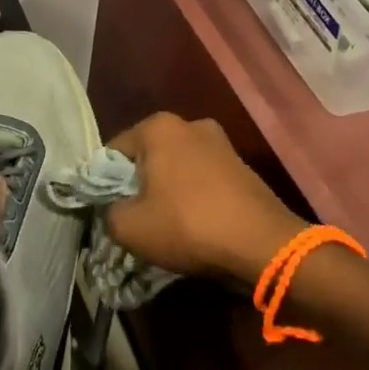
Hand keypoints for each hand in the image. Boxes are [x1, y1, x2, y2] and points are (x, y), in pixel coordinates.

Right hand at [104, 113, 306, 281]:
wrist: (263, 245)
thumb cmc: (188, 226)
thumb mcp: (128, 227)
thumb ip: (107, 212)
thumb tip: (113, 209)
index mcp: (157, 126)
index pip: (112, 152)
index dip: (105, 184)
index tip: (111, 211)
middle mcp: (189, 124)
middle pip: (147, 157)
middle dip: (139, 185)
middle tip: (137, 219)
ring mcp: (221, 142)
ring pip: (176, 168)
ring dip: (168, 191)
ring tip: (168, 225)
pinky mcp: (242, 165)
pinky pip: (202, 179)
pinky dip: (194, 197)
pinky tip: (196, 224)